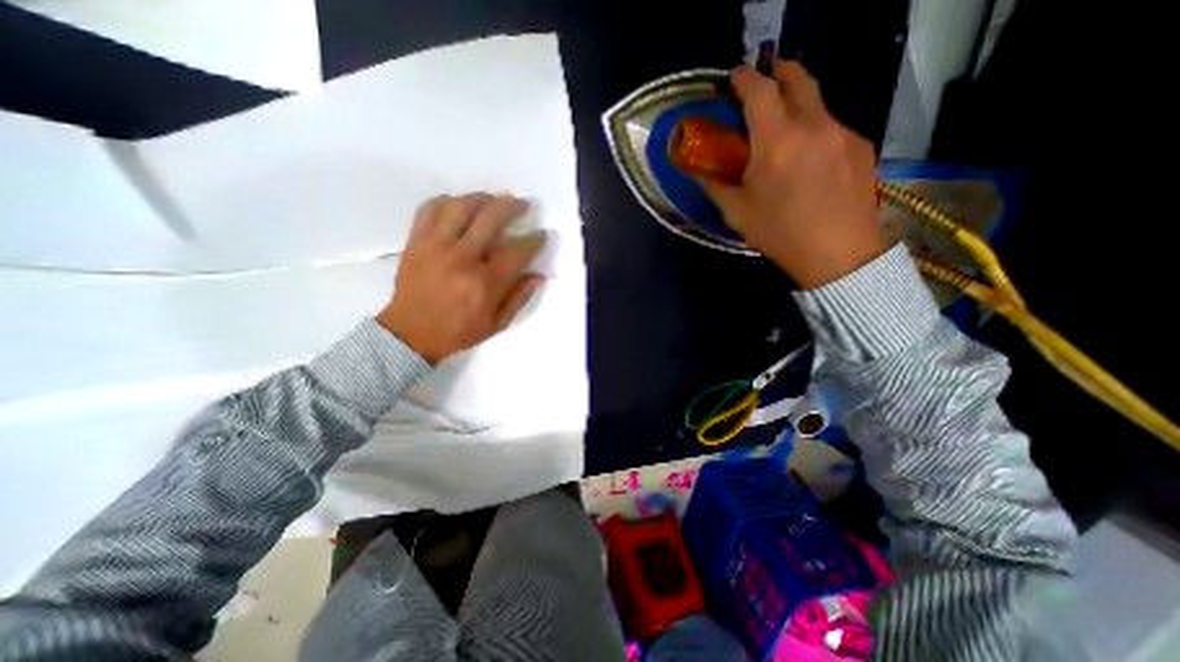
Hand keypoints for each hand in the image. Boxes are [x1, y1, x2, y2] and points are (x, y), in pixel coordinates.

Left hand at [376, 194, 544, 365]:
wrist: (410, 333)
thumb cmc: (458, 331)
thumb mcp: (497, 324)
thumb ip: (519, 298)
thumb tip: (539, 275)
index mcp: (484, 283)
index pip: (516, 252)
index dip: (534, 240)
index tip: (542, 234)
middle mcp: (462, 258)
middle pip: (491, 218)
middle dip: (512, 207)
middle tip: (523, 204)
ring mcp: (436, 246)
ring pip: (461, 206)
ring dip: (483, 197)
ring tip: (494, 199)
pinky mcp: (416, 241)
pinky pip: (430, 208)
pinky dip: (447, 201)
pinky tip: (459, 204)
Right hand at [697, 59, 884, 287]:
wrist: (838, 254)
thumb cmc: (780, 233)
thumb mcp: (737, 213)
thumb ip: (716, 185)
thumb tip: (698, 170)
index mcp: (777, 141)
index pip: (759, 90)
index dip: (743, 78)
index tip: (732, 79)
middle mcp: (813, 125)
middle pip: (798, 78)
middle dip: (777, 72)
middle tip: (762, 85)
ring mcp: (842, 132)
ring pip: (817, 103)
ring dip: (797, 106)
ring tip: (784, 134)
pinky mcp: (861, 146)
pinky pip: (833, 127)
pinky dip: (815, 132)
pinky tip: (810, 162)